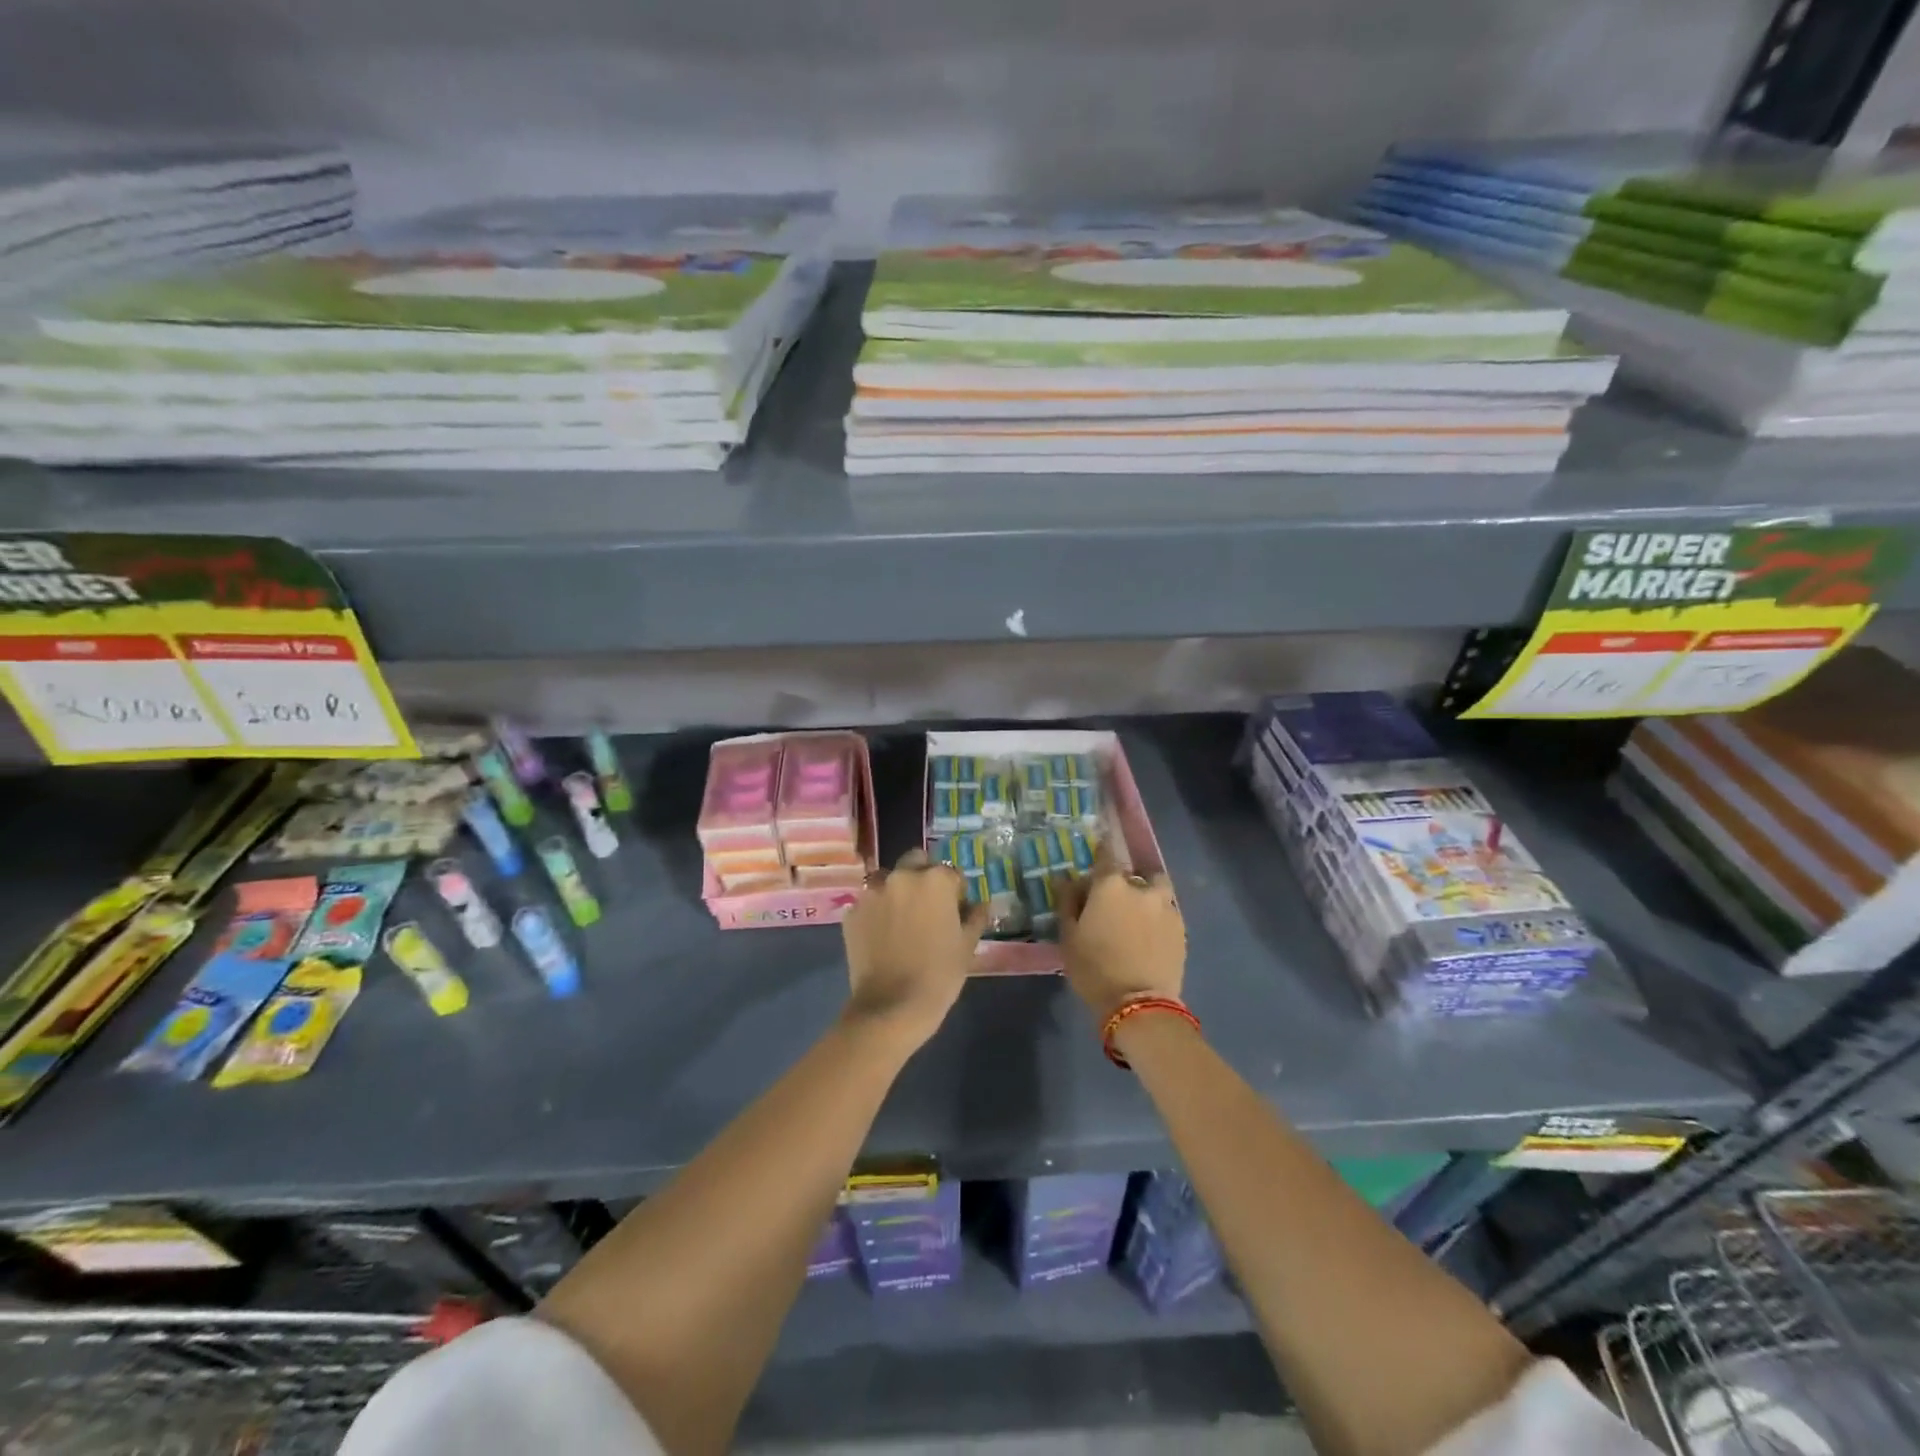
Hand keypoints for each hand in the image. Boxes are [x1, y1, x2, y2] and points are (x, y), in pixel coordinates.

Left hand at [842, 849, 988, 1047]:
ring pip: (888, 880)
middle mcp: (901, 876)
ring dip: (897, 891)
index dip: (957, 892)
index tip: (957, 911)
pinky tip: (882, 936)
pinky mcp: (851, 913)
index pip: (952, 874)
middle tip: (928, 907)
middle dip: (923, 877)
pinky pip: (868, 904)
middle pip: (916, 862)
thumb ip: (975, 917)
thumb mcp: (967, 946)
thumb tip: (981, 904)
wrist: (891, 1008)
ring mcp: (872, 893)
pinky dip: (876, 913)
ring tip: (902, 920)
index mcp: (935, 880)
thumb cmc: (939, 975)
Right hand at [1059, 850, 1185, 1024]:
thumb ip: (1068, 902)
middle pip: (1133, 874)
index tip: (1097, 853)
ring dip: (1146, 896)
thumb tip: (1067, 879)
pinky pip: (1167, 913)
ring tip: (1137, 916)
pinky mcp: (1182, 929)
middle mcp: (1142, 888)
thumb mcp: (1068, 936)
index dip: (1101, 851)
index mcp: (1111, 885)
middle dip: (1123, 882)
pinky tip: (1149, 936)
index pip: (1106, 854)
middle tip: (1113, 902)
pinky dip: (1158, 917)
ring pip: (1156, 891)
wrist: (1139, 1005)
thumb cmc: (1094, 968)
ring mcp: (1167, 908)